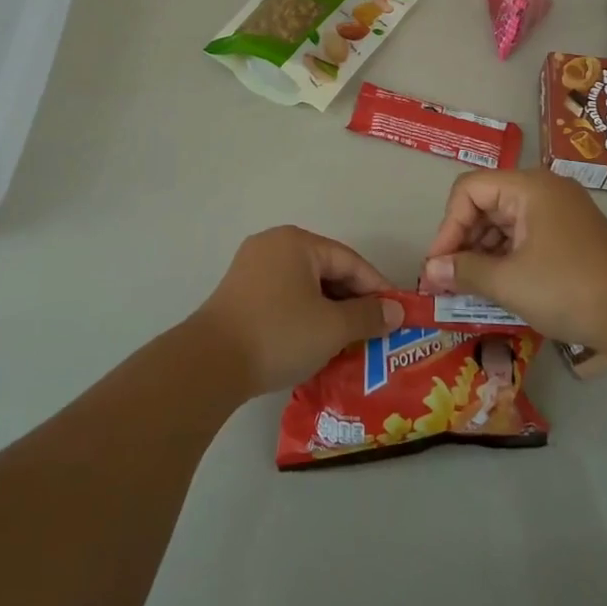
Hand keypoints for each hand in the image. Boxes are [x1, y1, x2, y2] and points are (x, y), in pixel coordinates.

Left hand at [190, 227, 402, 396]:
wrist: (209, 363)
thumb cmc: (279, 334)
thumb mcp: (333, 327)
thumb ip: (368, 316)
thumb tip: (396, 312)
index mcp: (297, 242)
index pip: (350, 261)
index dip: (377, 288)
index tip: (397, 315)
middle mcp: (273, 245)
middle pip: (326, 270)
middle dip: (353, 301)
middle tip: (375, 330)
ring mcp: (251, 268)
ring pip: (305, 286)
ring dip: (329, 311)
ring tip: (350, 340)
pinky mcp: (239, 293)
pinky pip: (284, 297)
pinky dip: (305, 315)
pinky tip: (315, 341)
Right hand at [420, 169, 606, 349]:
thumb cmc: (566, 288)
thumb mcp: (507, 281)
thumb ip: (464, 271)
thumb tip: (430, 271)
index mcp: (528, 187)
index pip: (469, 189)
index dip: (448, 226)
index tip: (438, 264)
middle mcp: (544, 189)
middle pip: (486, 202)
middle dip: (463, 240)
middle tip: (447, 278)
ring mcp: (560, 211)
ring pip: (504, 220)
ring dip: (483, 251)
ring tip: (468, 286)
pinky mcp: (570, 234)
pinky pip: (525, 234)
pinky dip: (506, 256)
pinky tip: (496, 284)